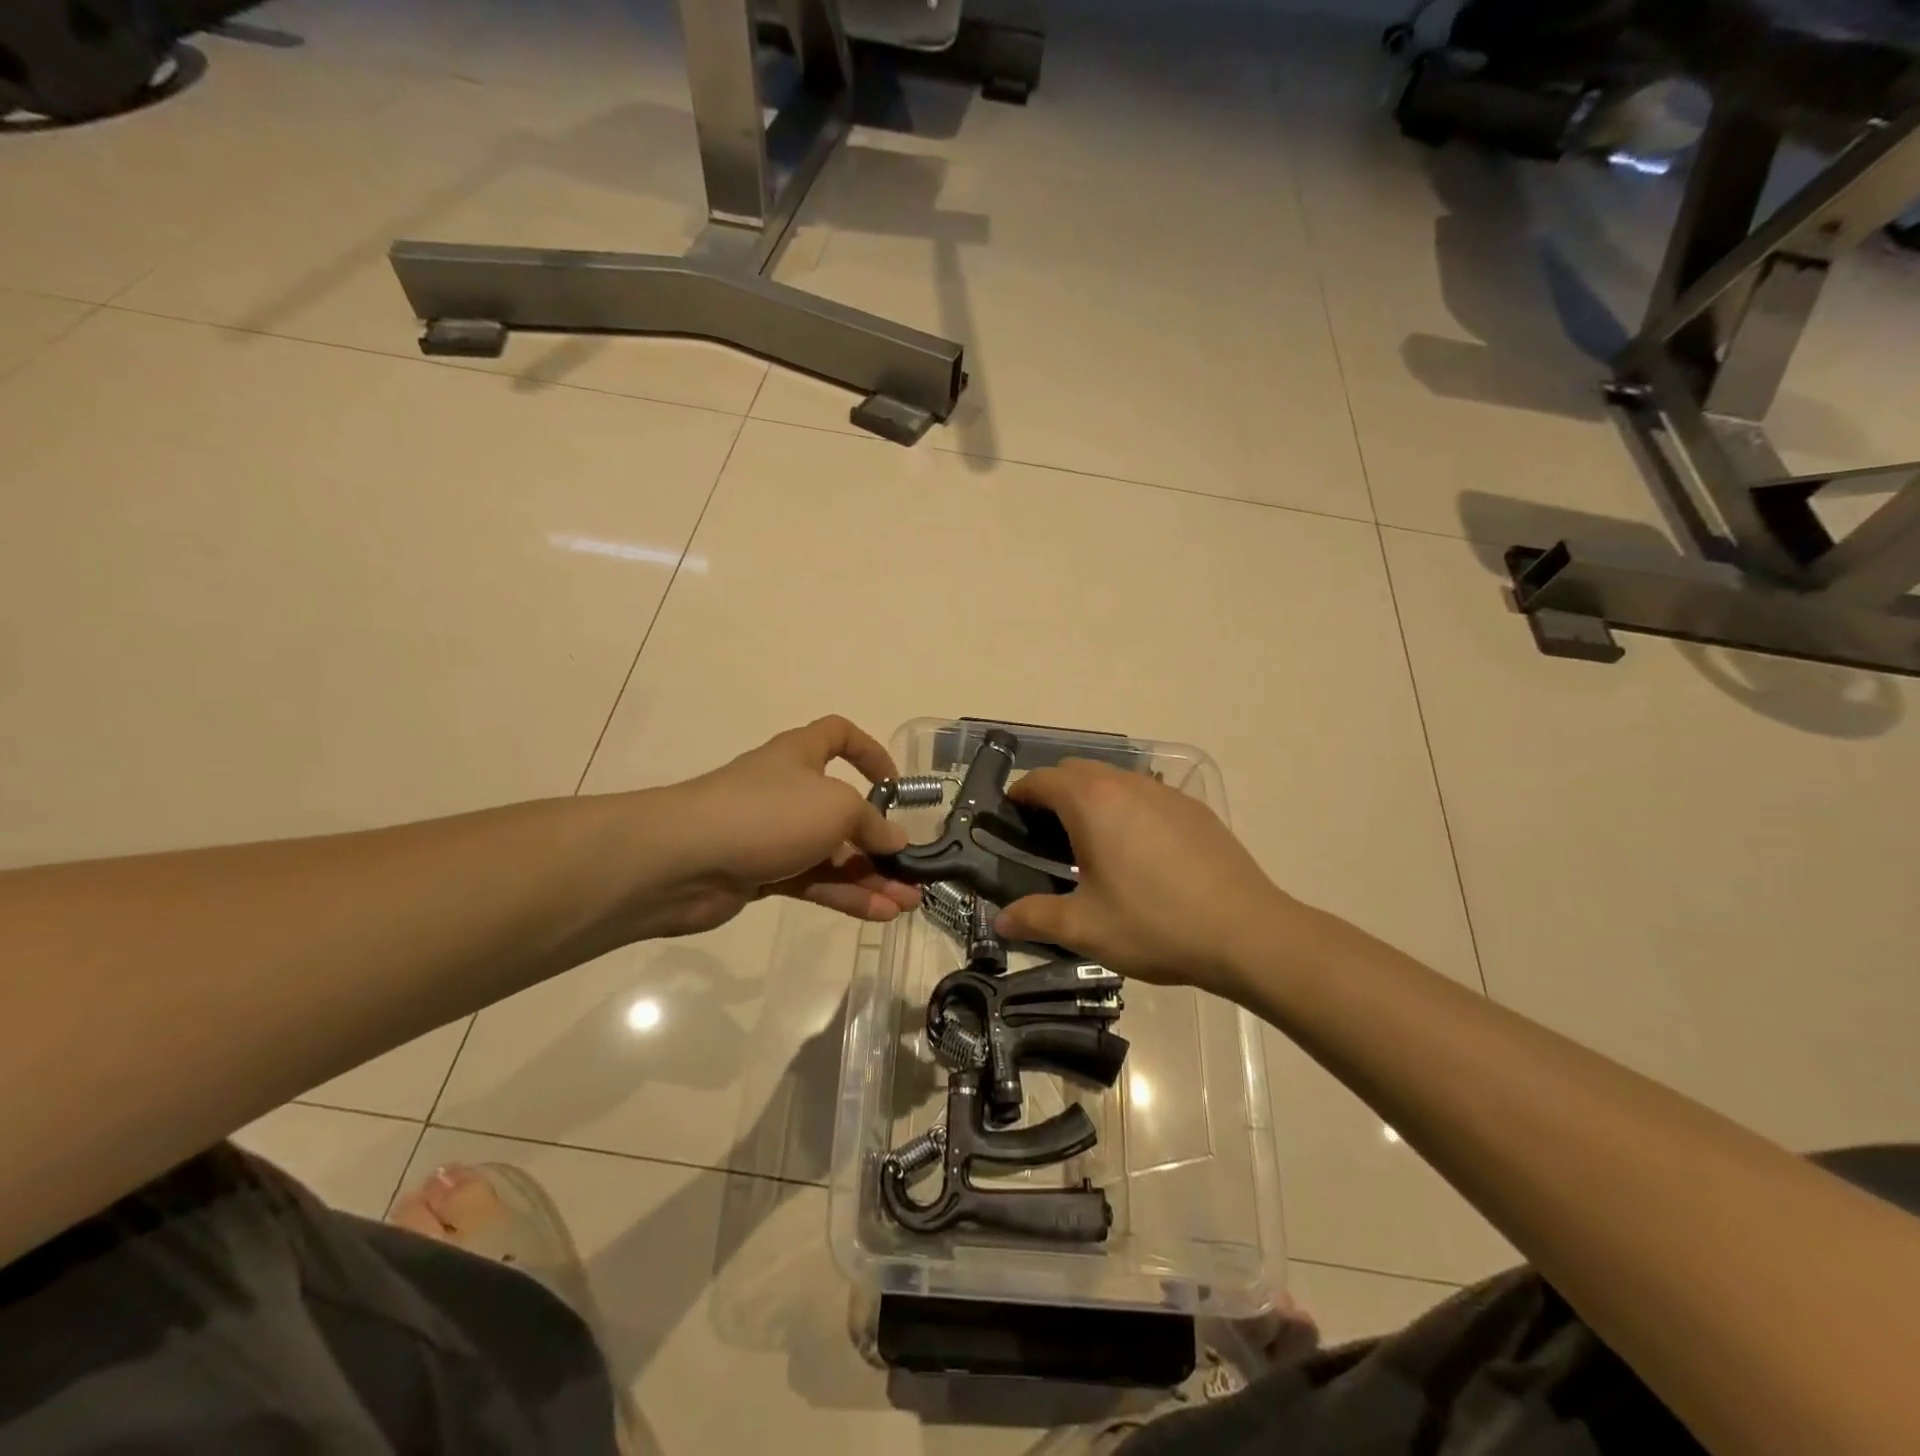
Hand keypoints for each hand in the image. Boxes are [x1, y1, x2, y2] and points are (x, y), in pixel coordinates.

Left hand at [637, 716, 920, 939]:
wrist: (683, 860)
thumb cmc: (768, 813)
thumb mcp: (837, 807)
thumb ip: (873, 824)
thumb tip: (896, 840)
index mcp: (801, 755)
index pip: (838, 735)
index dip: (870, 752)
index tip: (895, 784)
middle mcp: (788, 791)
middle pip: (842, 810)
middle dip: (879, 841)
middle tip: (913, 870)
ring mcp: (772, 835)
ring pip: (831, 854)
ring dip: (870, 877)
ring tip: (908, 903)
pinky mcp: (761, 874)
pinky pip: (813, 881)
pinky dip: (845, 895)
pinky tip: (879, 914)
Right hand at [994, 760, 1291, 993]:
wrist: (1247, 932)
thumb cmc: (1154, 924)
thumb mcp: (1085, 928)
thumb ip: (1035, 918)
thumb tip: (1001, 921)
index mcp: (1092, 802)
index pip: (1041, 780)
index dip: (1019, 795)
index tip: (1009, 818)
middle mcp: (1127, 784)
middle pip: (1077, 770)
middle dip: (1054, 792)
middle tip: (1045, 834)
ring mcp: (1166, 793)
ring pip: (1114, 779)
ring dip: (1093, 798)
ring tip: (1091, 843)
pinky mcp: (1195, 810)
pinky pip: (1147, 795)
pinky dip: (1128, 809)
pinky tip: (1140, 852)